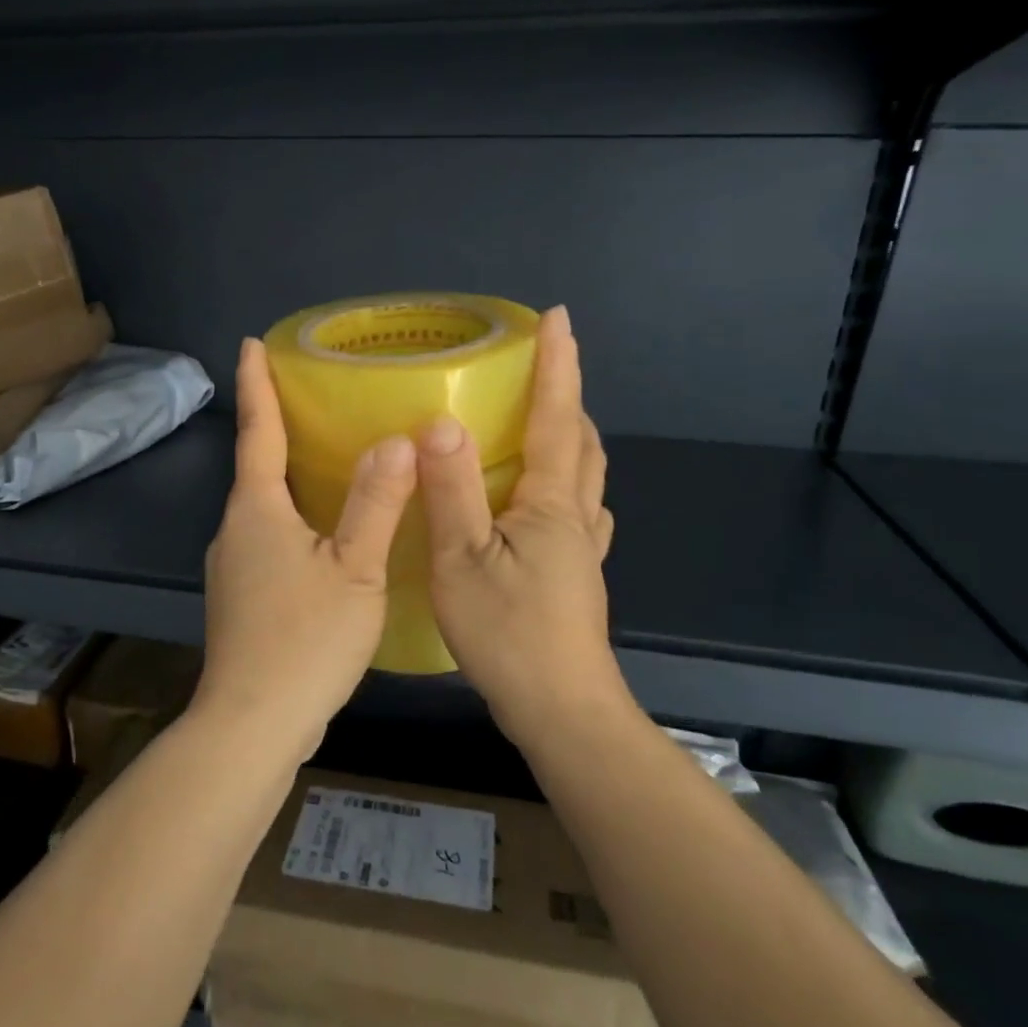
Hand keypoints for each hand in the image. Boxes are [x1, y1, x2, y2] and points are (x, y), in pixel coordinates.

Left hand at [198, 338, 417, 750]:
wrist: (254, 723)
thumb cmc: (305, 640)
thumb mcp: (354, 569)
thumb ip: (376, 504)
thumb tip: (396, 440)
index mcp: (257, 510)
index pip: (257, 431)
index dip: (256, 385)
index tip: (250, 343)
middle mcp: (235, 530)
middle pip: (257, 467)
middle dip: (278, 428)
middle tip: (312, 397)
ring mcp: (233, 567)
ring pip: (263, 506)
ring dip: (288, 477)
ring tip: (328, 458)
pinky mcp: (242, 597)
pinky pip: (268, 537)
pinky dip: (293, 518)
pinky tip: (324, 532)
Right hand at [417, 306, 629, 741]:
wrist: (560, 709)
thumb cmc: (509, 634)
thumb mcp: (463, 561)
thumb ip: (453, 491)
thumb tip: (442, 422)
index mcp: (550, 502)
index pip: (556, 418)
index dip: (557, 366)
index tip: (558, 317)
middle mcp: (575, 515)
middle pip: (582, 441)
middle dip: (567, 395)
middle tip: (543, 366)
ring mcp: (582, 547)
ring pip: (585, 476)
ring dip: (571, 436)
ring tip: (543, 419)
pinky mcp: (577, 574)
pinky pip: (578, 509)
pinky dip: (567, 482)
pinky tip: (547, 498)